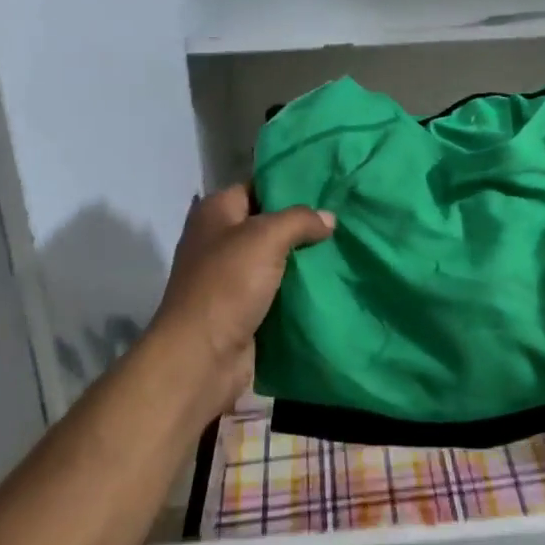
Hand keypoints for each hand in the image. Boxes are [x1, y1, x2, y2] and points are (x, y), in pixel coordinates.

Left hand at [145, 185, 333, 420]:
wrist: (202, 358)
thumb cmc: (228, 284)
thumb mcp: (266, 237)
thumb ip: (300, 220)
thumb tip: (328, 217)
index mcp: (215, 212)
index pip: (257, 187)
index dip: (288, 186)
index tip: (326, 188)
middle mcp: (219, 239)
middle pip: (267, 223)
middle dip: (301, 224)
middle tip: (341, 219)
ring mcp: (228, 277)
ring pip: (274, 258)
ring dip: (302, 258)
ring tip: (343, 247)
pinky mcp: (241, 308)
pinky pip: (276, 289)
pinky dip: (297, 288)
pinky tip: (328, 281)